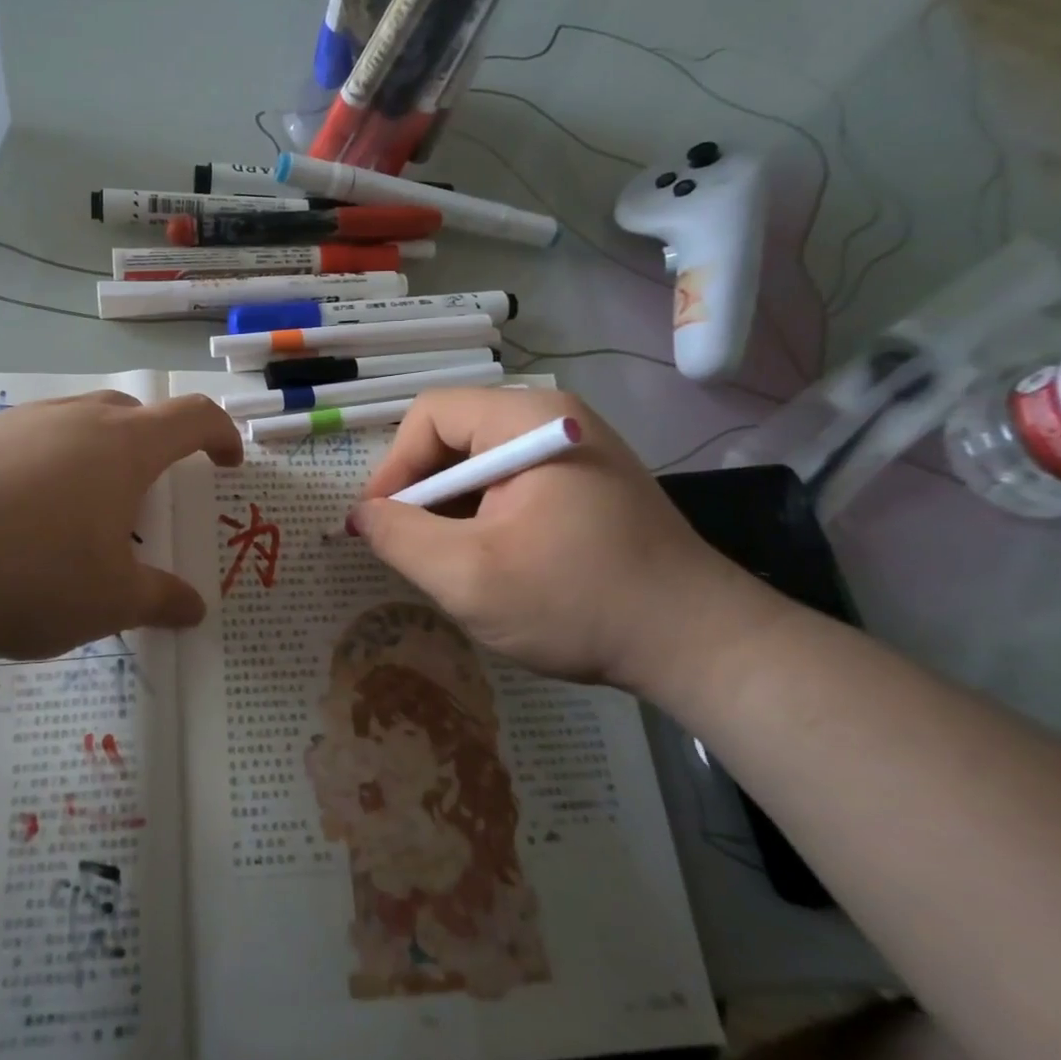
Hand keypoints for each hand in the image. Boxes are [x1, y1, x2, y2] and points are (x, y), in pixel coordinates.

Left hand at [0, 391, 241, 661]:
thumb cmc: (27, 572)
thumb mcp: (107, 601)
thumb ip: (159, 600)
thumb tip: (195, 609)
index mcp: (123, 445)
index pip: (192, 417)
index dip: (220, 434)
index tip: (227, 462)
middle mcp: (73, 418)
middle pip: (132, 414)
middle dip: (155, 447)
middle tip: (149, 496)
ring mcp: (16, 421)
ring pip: (75, 425)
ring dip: (94, 458)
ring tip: (80, 515)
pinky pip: (26, 442)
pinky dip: (42, 470)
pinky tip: (16, 520)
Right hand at [346, 389, 783, 692]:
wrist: (700, 644)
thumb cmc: (578, 602)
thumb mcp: (469, 576)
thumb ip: (399, 537)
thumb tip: (360, 515)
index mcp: (528, 420)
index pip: (429, 415)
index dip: (393, 467)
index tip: (381, 524)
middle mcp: (553, 418)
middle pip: (454, 435)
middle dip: (422, 492)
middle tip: (412, 547)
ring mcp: (575, 448)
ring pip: (480, 462)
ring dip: (452, 508)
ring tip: (451, 560)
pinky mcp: (586, 481)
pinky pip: (511, 482)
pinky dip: (484, 516)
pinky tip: (491, 559)